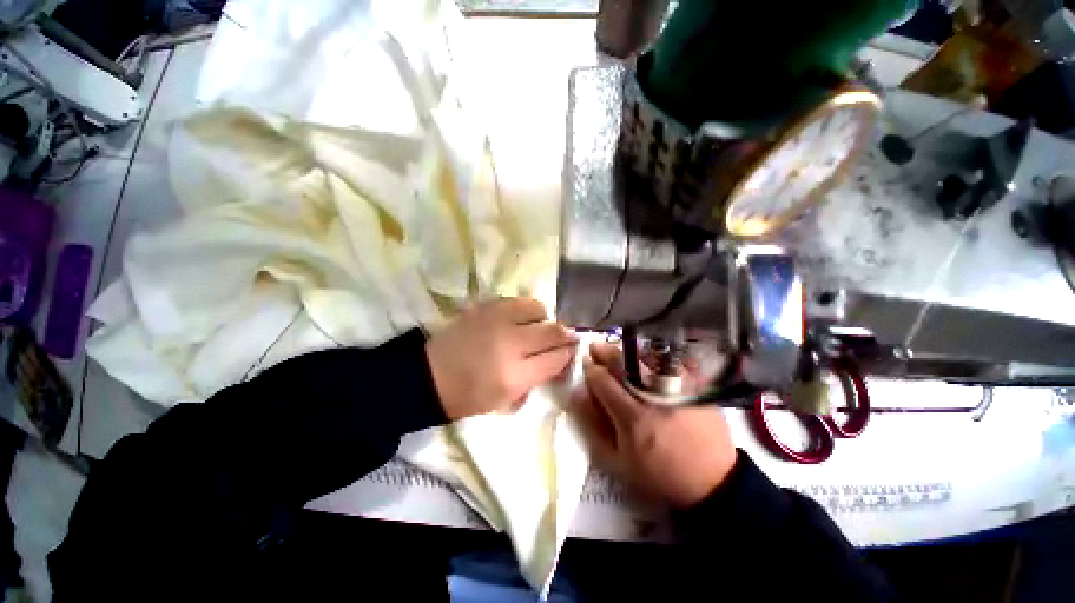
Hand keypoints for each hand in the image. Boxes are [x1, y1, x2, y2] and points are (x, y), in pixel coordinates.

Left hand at [426, 297, 577, 419]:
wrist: (429, 374)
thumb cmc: (468, 395)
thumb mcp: (506, 399)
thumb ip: (537, 376)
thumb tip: (558, 357)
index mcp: (514, 375)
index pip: (556, 358)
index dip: (568, 354)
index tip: (570, 351)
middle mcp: (510, 343)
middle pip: (553, 331)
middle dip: (565, 335)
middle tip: (563, 338)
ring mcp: (497, 320)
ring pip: (539, 309)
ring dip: (544, 319)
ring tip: (535, 328)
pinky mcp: (486, 306)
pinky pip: (518, 301)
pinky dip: (525, 310)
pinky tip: (518, 319)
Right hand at [574, 342, 736, 508]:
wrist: (711, 482)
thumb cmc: (658, 474)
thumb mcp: (618, 460)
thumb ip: (594, 426)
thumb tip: (579, 394)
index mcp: (633, 418)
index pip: (603, 382)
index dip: (591, 370)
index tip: (587, 365)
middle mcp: (654, 398)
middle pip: (624, 365)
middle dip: (605, 352)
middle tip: (596, 346)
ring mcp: (677, 390)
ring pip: (646, 359)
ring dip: (627, 352)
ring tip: (617, 349)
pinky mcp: (695, 387)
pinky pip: (670, 363)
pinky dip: (653, 357)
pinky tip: (645, 358)